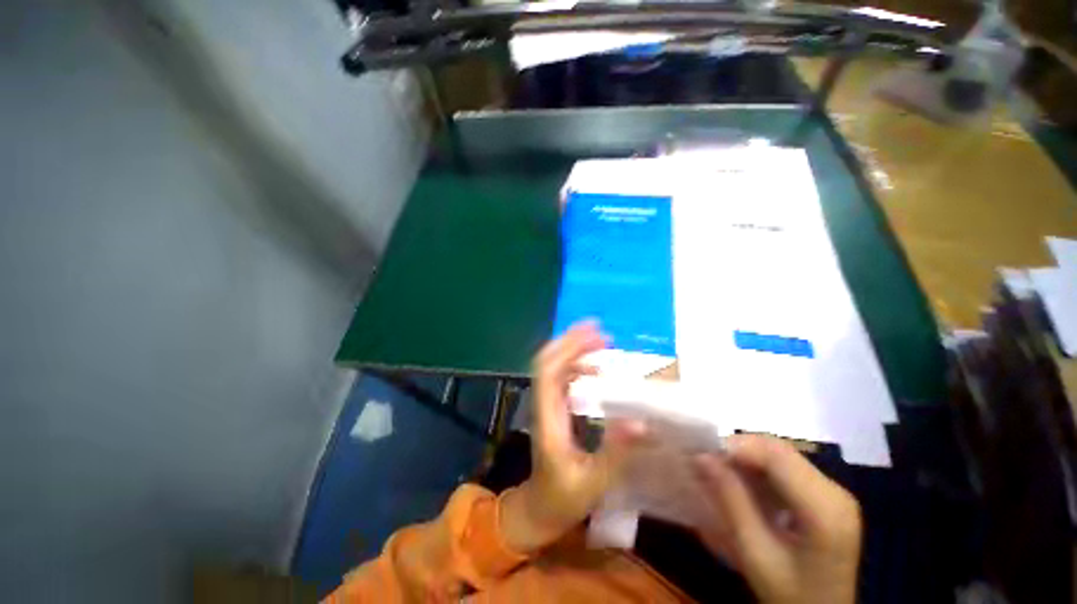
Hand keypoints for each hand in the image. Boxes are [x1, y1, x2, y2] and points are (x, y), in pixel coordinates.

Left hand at [500, 322, 644, 552]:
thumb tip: (641, 421)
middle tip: (601, 332)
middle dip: (571, 341)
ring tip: (601, 344)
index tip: (594, 334)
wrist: (539, 508)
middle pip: (548, 361)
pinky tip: (595, 371)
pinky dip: (577, 366)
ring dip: (574, 351)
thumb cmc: (563, 498)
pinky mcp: (554, 409)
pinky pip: (561, 378)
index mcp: (548, 418)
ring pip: (554, 367)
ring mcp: (547, 405)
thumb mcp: (593, 481)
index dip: (567, 348)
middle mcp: (544, 405)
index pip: (549, 372)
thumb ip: (615, 452)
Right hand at [694, 434, 861, 603]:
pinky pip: (787, 468)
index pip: (777, 455)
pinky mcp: (827, 497)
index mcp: (825, 509)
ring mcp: (834, 493)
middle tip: (709, 462)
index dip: (737, 446)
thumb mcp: (756, 553)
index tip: (704, 454)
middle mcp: (835, 492)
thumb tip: (702, 457)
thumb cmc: (790, 594)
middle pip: (780, 450)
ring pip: (781, 455)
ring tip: (720, 471)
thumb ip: (732, 501)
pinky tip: (744, 483)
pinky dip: (759, 468)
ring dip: (747, 457)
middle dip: (739, 449)